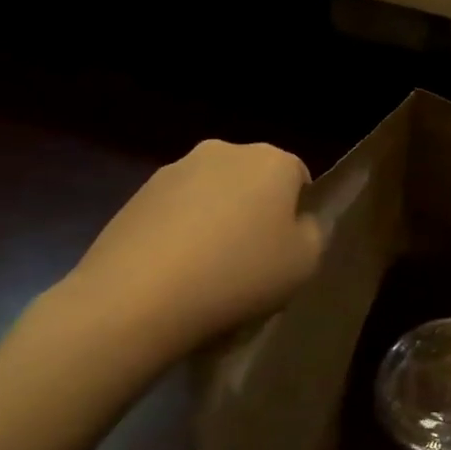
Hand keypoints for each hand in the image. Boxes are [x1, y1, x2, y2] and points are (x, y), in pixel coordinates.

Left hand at [50, 139, 323, 366]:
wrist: (137, 298)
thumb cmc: (239, 274)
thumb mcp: (305, 263)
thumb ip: (313, 233)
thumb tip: (298, 222)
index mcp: (272, 160)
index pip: (298, 177)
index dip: (296, 213)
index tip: (286, 248)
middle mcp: (225, 151)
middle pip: (253, 180)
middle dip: (254, 210)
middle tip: (250, 258)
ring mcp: (176, 169)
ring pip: (212, 193)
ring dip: (215, 219)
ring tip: (207, 270)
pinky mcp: (137, 194)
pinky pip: (175, 211)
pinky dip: (180, 232)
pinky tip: (174, 271)